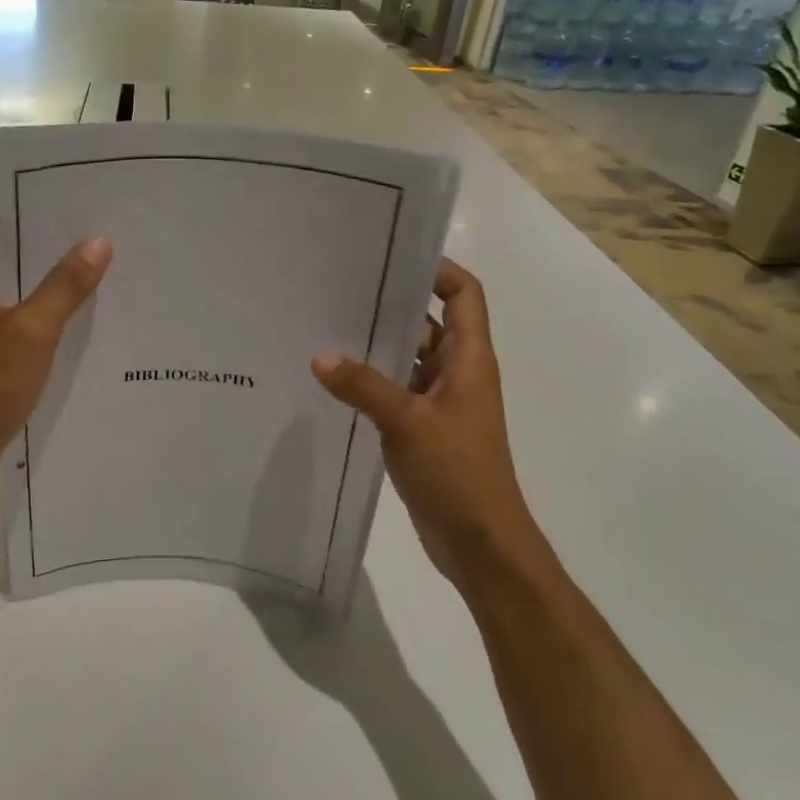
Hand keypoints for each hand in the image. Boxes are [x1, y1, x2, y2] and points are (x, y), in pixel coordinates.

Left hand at [0, 192, 111, 495]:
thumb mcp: (32, 330)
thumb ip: (65, 285)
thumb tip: (97, 241)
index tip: (35, 195)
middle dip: (25, 232)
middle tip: (74, 224)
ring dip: (32, 271)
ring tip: (81, 261)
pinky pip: (5, 312)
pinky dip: (31, 305)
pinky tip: (69, 313)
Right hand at [312, 258, 538, 588]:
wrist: (481, 543)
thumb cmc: (458, 473)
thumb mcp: (408, 423)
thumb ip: (363, 386)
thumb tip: (319, 355)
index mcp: (469, 359)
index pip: (464, 294)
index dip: (437, 269)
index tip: (391, 257)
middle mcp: (458, 372)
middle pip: (429, 321)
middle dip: (392, 303)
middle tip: (341, 287)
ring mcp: (440, 401)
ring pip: (408, 356)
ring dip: (377, 343)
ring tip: (327, 325)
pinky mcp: (423, 427)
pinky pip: (396, 389)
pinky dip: (371, 379)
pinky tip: (333, 378)